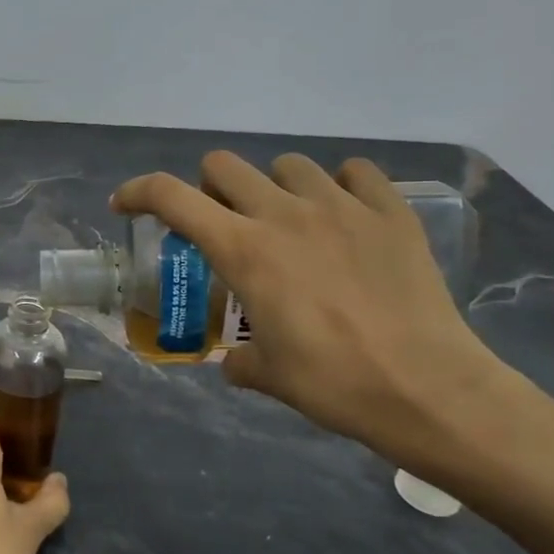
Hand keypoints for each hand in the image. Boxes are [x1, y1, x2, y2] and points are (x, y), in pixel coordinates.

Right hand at [113, 152, 511, 466]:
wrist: (427, 389)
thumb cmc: (333, 383)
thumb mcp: (267, 376)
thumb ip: (240, 359)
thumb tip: (237, 361)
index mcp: (243, 250)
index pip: (170, 197)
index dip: (137, 192)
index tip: (125, 206)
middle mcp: (283, 214)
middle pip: (224, 165)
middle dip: (208, 188)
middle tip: (221, 221)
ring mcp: (341, 207)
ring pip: (289, 164)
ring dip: (274, 187)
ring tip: (289, 220)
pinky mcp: (390, 212)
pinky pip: (356, 172)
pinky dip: (340, 186)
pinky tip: (345, 215)